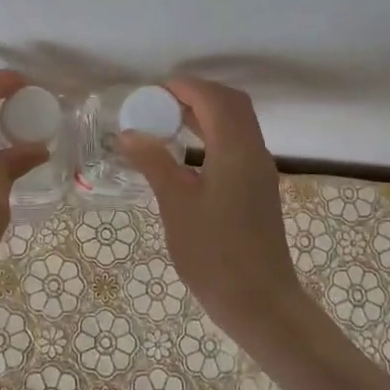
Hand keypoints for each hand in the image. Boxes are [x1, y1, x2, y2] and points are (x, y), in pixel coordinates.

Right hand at [117, 77, 301, 345]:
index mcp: (235, 149)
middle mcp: (254, 151)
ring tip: (167, 123)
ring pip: (237, 124)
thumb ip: (154, 162)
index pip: (213, 98)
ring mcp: (260, 171)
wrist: (260, 302)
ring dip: (206, 114)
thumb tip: (130, 133)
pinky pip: (237, 144)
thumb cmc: (215, 253)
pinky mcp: (259, 189)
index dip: (183, 87)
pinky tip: (187, 154)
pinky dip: (214, 134)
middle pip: (231, 103)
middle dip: (196, 95)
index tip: (150, 93)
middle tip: (159, 104)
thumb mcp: (176, 204)